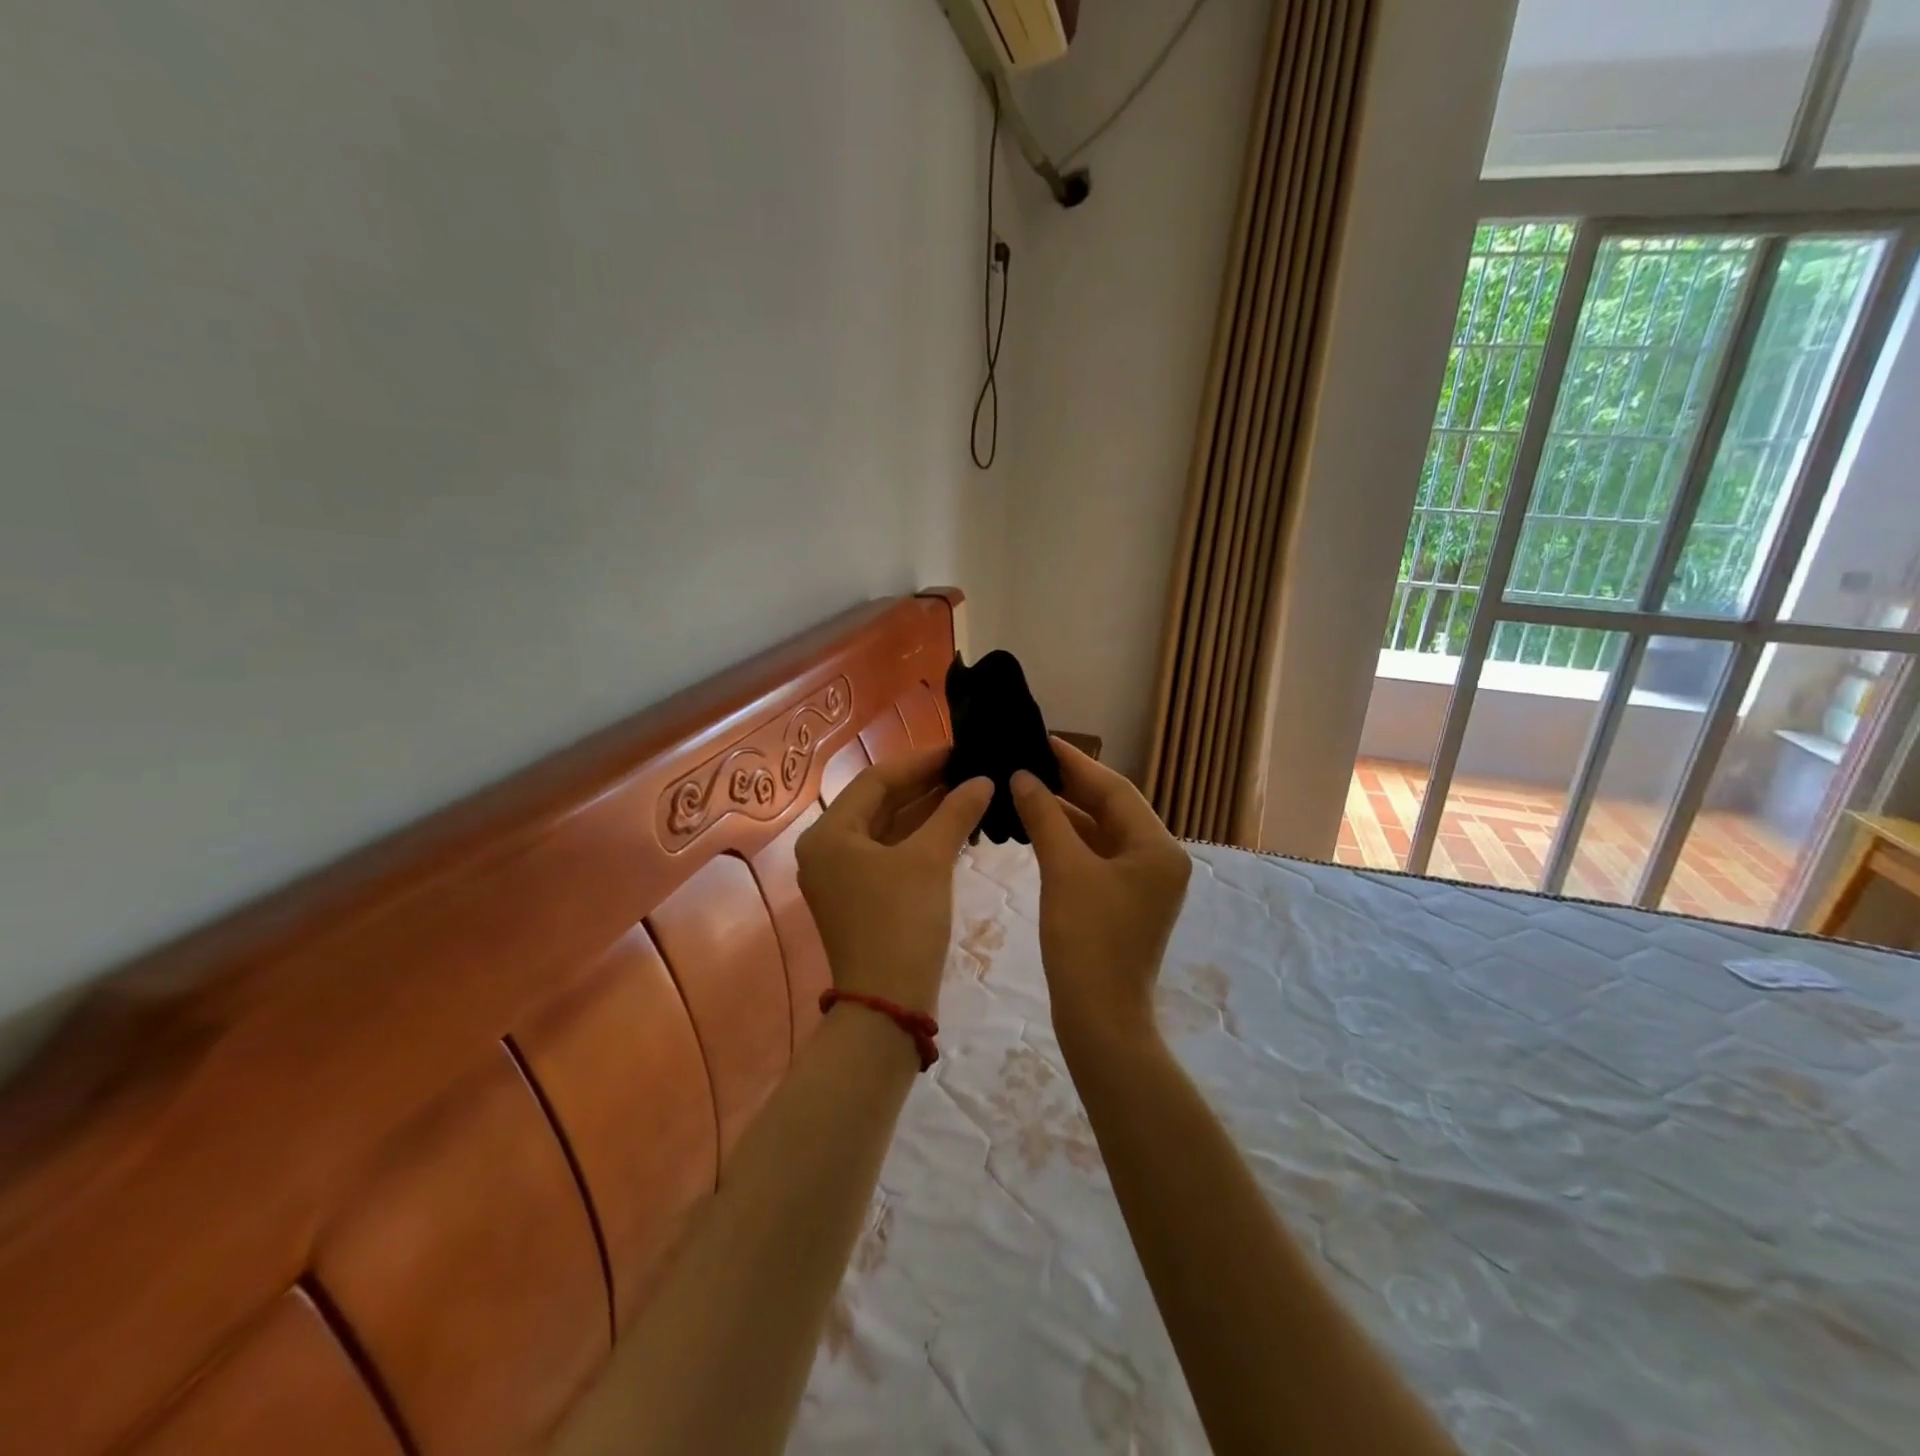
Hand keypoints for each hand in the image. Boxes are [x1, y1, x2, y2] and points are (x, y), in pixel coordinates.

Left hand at [796, 746, 991, 1015]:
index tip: (960, 750)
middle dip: (926, 785)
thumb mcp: (930, 861)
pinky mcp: (863, 896)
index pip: (877, 780)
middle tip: (970, 769)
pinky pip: (893, 853)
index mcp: (829, 834)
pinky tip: (957, 826)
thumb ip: (955, 813)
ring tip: (971, 791)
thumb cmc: (902, 923)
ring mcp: (844, 875)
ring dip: (928, 811)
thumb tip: (983, 780)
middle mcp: (828, 849)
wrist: (889, 1004)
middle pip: (881, 802)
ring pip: (889, 829)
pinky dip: (923, 838)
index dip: (921, 762)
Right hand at [1011, 738, 1190, 1053]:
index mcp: (1158, 847)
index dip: (1075, 763)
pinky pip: (1095, 857)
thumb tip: (1022, 776)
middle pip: (1110, 809)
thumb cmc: (1087, 941)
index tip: (1040, 739)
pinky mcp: (1123, 902)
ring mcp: (1142, 883)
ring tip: (1024, 787)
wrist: (1100, 1020)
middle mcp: (1158, 859)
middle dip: (1069, 786)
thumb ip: (1044, 816)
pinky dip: (1067, 841)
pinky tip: (1036, 827)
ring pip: (1101, 834)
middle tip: (1027, 760)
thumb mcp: (1064, 870)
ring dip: (1065, 813)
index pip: (1114, 789)